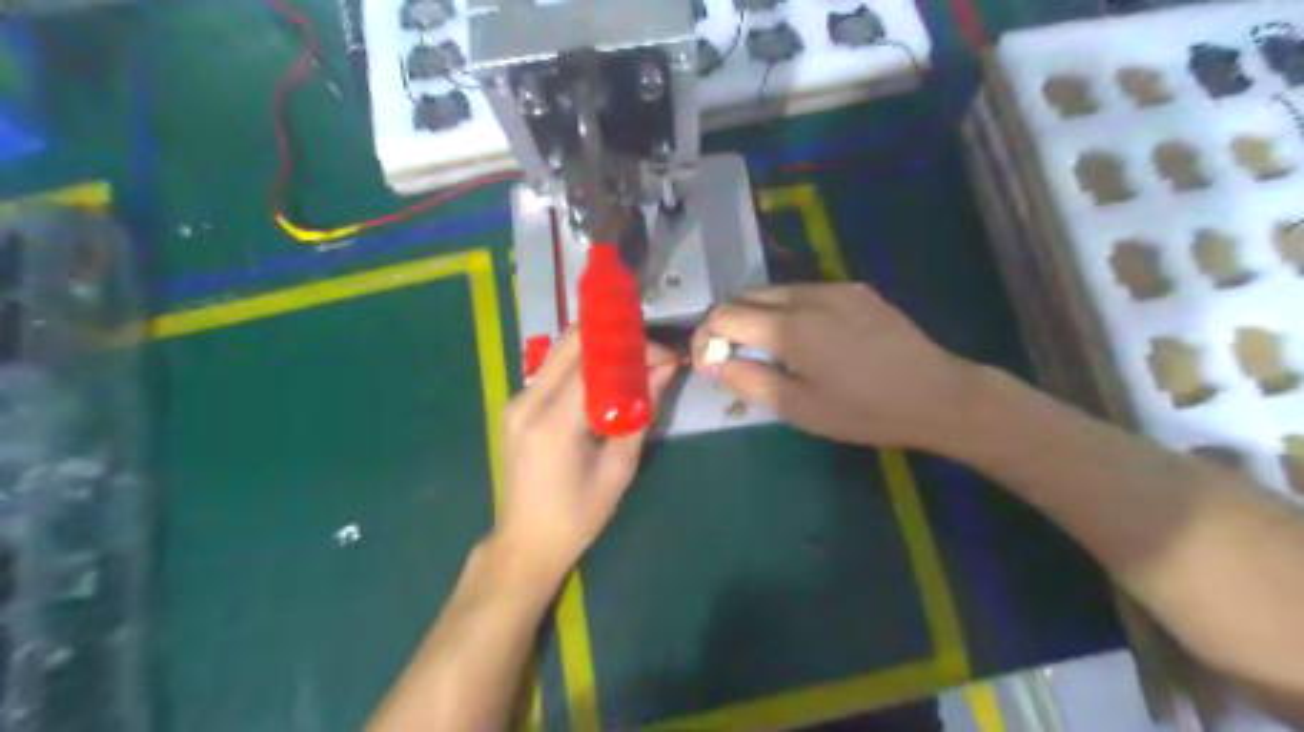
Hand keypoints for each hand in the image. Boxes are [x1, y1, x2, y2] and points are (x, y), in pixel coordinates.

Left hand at [498, 330, 682, 581]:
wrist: (526, 543)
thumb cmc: (578, 516)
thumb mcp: (619, 468)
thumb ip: (641, 412)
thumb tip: (665, 370)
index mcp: (554, 422)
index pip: (595, 360)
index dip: (633, 348)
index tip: (665, 356)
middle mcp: (528, 401)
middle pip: (572, 342)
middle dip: (615, 337)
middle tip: (648, 351)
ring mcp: (517, 401)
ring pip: (561, 353)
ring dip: (599, 349)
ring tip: (633, 364)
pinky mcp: (516, 406)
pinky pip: (553, 371)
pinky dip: (583, 366)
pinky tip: (605, 381)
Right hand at [691, 283, 977, 450]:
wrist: (937, 394)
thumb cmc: (864, 411)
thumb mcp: (800, 408)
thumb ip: (750, 381)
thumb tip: (716, 363)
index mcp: (789, 328)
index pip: (724, 315)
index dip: (706, 338)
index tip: (709, 364)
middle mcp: (807, 296)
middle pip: (745, 295)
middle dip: (728, 322)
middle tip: (733, 356)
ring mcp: (834, 288)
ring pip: (775, 290)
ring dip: (757, 314)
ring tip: (766, 348)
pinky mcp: (856, 289)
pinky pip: (805, 291)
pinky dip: (787, 309)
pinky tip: (805, 337)